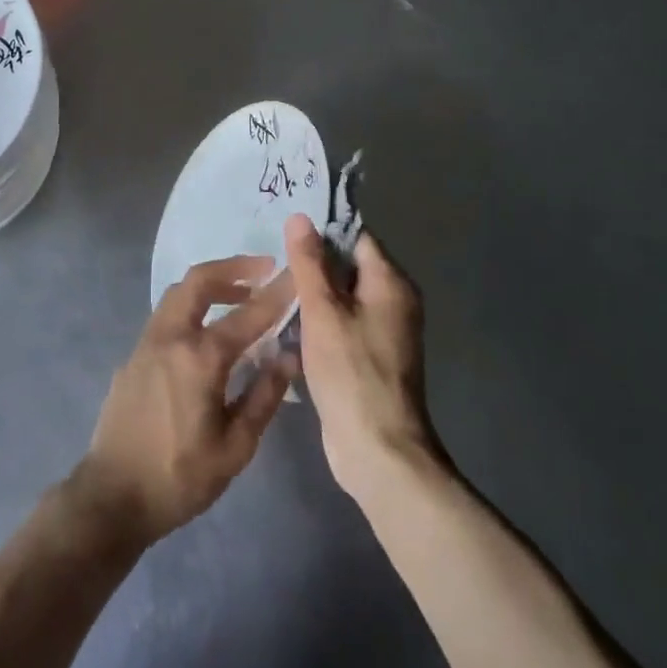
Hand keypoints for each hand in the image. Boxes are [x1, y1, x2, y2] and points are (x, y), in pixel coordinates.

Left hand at [75, 256, 298, 548]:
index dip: (276, 292)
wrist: (112, 496)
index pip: (248, 314)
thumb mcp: (234, 448)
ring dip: (211, 285)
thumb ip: (264, 397)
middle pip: (200, 280)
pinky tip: (207, 331)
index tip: (296, 272)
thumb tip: (288, 357)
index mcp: (200, 357)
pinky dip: (192, 306)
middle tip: (264, 269)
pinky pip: (167, 315)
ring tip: (240, 296)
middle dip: (234, 267)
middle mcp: (171, 337)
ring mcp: (146, 343)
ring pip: (179, 293)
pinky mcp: (133, 356)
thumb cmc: (179, 477)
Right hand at [285, 212, 444, 501]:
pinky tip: (289, 323)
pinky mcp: (371, 357)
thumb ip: (309, 263)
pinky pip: (343, 323)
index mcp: (391, 283)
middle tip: (272, 259)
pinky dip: (321, 320)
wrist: (378, 450)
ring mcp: (385, 331)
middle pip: (349, 266)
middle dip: (313, 263)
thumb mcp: (323, 311)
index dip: (322, 231)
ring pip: (344, 297)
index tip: (285, 232)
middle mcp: (395, 301)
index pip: (356, 237)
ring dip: (314, 294)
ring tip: (274, 288)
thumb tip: (300, 217)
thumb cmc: (351, 372)